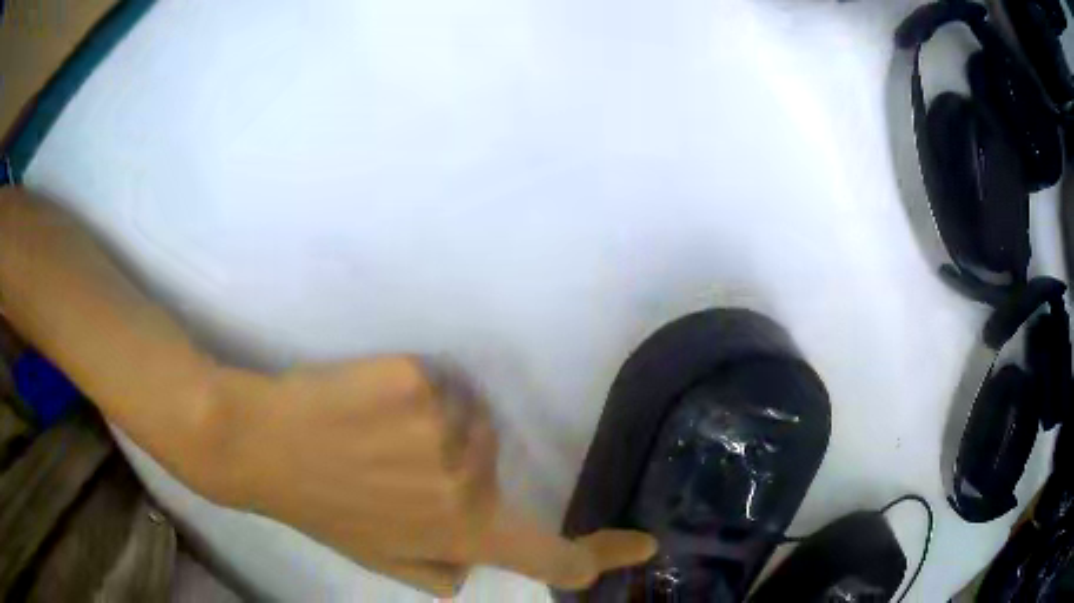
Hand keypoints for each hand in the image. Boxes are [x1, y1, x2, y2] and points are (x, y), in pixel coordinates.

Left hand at [210, 356, 656, 595]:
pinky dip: (409, 391)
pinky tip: (366, 405)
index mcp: (458, 534)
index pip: (547, 554)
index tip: (642, 545)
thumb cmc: (320, 504)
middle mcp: (466, 488)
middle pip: (492, 462)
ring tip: (373, 436)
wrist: (258, 444)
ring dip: (432, 427)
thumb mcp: (378, 556)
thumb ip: (434, 569)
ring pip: (466, 417)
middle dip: (455, 464)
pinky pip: (437, 383)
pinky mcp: (417, 379)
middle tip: (389, 466)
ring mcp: (445, 429)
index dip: (599, 554)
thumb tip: (473, 566)